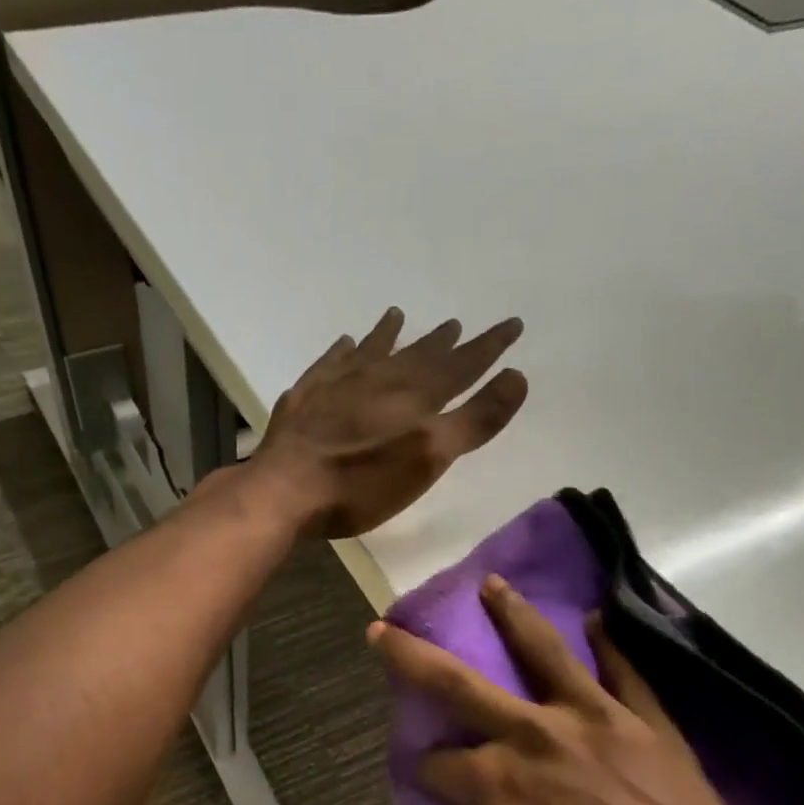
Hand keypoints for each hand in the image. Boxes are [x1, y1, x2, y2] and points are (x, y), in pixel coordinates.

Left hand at [253, 308, 528, 539]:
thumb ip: (475, 420)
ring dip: (390, 335)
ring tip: (399, 315)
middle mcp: (380, 379)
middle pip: (418, 355)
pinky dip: (342, 352)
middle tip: (456, 324)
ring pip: (373, 351)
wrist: (286, 489)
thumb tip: (516, 376)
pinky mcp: (306, 397)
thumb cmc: (363, 483)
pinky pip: (330, 363)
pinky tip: (344, 344)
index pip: (462, 365)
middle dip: (442, 341)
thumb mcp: (430, 457)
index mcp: (415, 396)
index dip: (488, 347)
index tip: (511, 324)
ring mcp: (338, 384)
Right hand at [373, 576, 803, 804]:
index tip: (429, 792)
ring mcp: (594, 722)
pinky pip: (625, 671)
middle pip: (458, 684)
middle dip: (411, 656)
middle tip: (384, 629)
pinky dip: (610, 643)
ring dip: (510, 614)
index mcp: (493, 784)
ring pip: (542, 652)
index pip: (435, 767)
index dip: (423, 778)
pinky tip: (596, 618)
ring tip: (491, 584)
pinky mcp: (647, 725)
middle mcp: (532, 736)